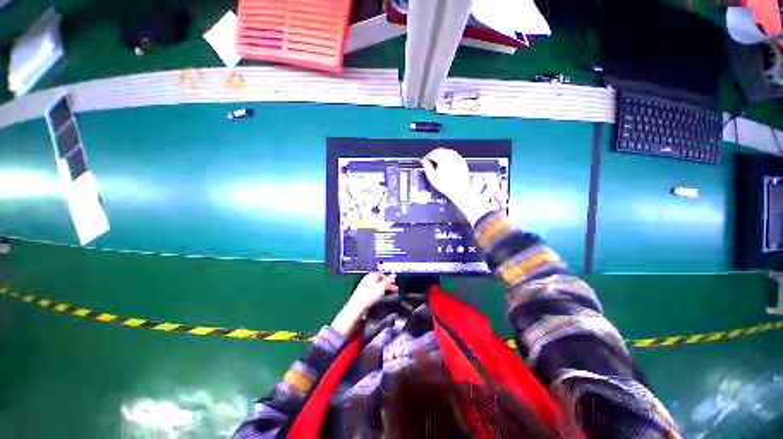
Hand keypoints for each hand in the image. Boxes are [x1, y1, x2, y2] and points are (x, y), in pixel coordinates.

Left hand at [331, 273, 398, 336]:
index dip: (388, 277)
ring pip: (375, 287)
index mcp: (370, 276)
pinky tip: (379, 298)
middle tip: (393, 288)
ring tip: (387, 293)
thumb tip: (393, 275)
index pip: (381, 274)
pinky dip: (377, 294)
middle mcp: (366, 280)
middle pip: (378, 280)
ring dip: (382, 289)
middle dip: (386, 284)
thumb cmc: (369, 295)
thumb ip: (388, 280)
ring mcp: (363, 288)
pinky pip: (372, 292)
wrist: (358, 307)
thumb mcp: (382, 286)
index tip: (394, 281)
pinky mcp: (362, 295)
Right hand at [421, 148, 473, 204]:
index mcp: (443, 158)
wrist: (459, 190)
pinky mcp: (462, 162)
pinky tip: (447, 163)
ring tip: (438, 161)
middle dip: (434, 154)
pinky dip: (449, 157)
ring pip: (448, 152)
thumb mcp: (432, 177)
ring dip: (442, 155)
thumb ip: (426, 167)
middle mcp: (451, 156)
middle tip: (430, 160)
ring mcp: (458, 158)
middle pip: (440, 150)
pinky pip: (454, 156)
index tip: (425, 160)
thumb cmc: (447, 185)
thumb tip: (424, 161)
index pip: (433, 153)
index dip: (427, 156)